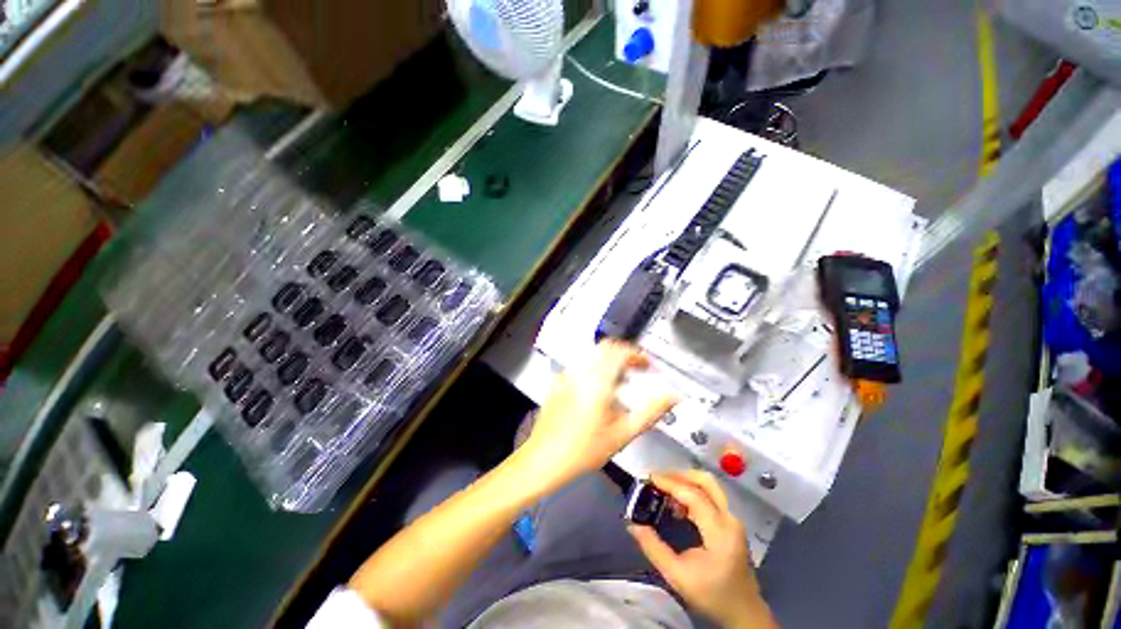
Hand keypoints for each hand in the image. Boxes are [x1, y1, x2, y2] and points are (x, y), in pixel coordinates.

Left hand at [518, 340, 675, 490]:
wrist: (545, 458)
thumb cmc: (585, 449)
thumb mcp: (623, 433)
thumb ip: (651, 412)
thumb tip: (673, 397)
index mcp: (598, 380)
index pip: (619, 351)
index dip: (637, 354)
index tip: (647, 365)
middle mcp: (580, 372)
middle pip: (605, 348)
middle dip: (624, 354)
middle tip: (637, 369)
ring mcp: (566, 375)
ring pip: (592, 355)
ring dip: (609, 361)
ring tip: (621, 381)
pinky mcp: (558, 382)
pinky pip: (580, 366)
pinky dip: (595, 369)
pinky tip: (598, 390)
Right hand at [629, 471, 777, 628]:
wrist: (743, 614)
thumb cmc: (711, 596)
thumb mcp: (677, 576)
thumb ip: (653, 547)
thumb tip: (632, 524)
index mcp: (720, 531)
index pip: (693, 495)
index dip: (669, 483)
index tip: (648, 478)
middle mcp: (730, 518)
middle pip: (706, 481)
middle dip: (679, 475)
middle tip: (657, 480)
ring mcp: (733, 519)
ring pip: (710, 485)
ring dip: (686, 481)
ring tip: (664, 489)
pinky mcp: (731, 522)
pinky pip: (711, 496)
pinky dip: (693, 492)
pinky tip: (677, 504)